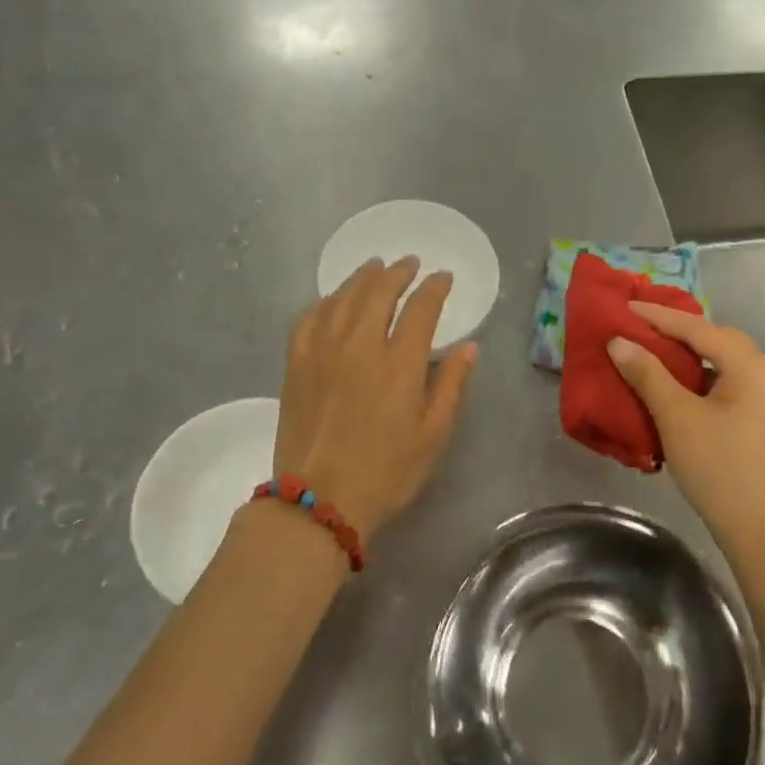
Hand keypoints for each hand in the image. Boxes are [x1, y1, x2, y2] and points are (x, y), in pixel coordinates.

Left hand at [273, 256, 477, 538]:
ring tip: (374, 267)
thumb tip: (468, 347)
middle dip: (398, 272)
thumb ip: (452, 385)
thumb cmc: (387, 472)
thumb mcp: (434, 435)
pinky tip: (332, 301)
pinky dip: (324, 302)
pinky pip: (308, 318)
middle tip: (409, 263)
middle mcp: (360, 345)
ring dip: (362, 278)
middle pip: (379, 291)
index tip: (443, 277)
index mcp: (399, 363)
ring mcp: (322, 351)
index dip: (434, 288)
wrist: (319, 500)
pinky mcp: (296, 365)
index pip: (421, 308)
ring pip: (343, 298)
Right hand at [608, 302, 764, 547]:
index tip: (625, 306)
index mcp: (751, 365)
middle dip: (677, 331)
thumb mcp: (676, 417)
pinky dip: (704, 378)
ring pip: (725, 362)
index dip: (658, 317)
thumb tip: (619, 342)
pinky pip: (732, 383)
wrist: (762, 530)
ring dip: (691, 356)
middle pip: (716, 340)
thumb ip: (647, 374)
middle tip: (640, 326)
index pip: (697, 328)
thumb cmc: (718, 467)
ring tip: (656, 352)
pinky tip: (682, 386)